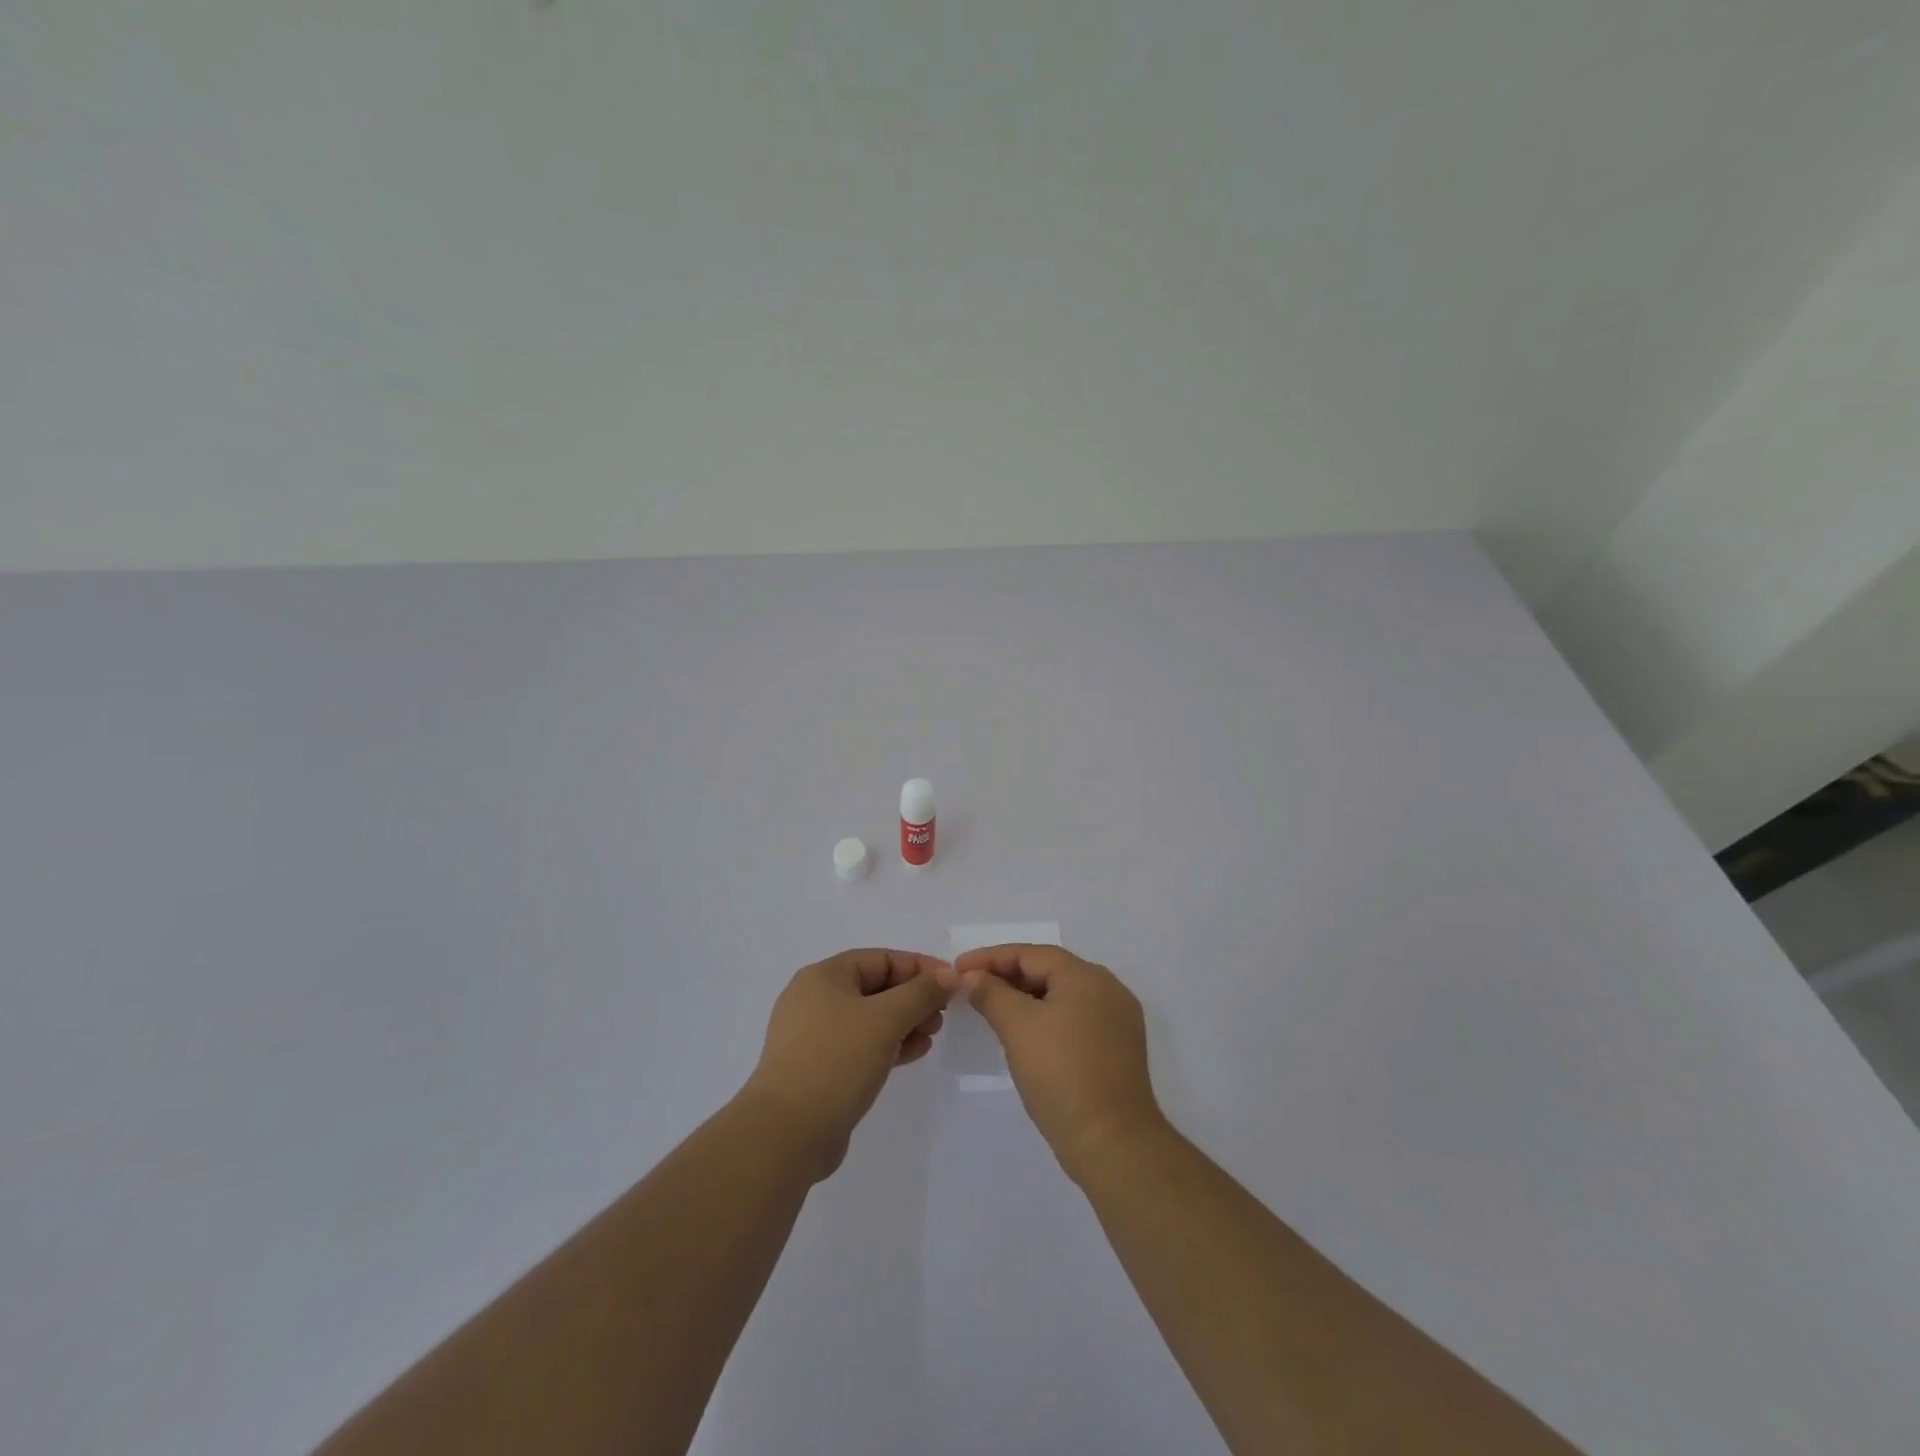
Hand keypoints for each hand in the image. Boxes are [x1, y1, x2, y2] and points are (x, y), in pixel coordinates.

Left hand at [744, 949, 951, 1180]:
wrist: (787, 1133)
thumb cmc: (836, 1061)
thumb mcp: (886, 1019)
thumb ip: (921, 993)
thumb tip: (949, 975)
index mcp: (824, 976)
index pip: (881, 958)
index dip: (919, 967)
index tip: (952, 983)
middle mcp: (815, 999)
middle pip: (875, 987)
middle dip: (913, 997)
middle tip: (943, 1014)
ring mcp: (814, 1036)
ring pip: (870, 1018)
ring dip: (904, 1022)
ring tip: (932, 1035)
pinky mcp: (818, 1068)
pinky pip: (861, 1045)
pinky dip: (889, 1045)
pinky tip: (914, 1053)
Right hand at [946, 945, 1165, 1182]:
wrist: (1112, 1143)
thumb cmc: (1062, 1074)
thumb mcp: (1018, 1027)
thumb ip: (991, 993)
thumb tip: (971, 976)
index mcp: (1087, 976)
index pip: (1031, 954)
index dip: (991, 958)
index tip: (958, 969)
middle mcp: (1108, 990)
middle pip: (1049, 971)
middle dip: (1007, 976)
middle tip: (971, 988)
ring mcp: (1117, 1021)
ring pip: (1062, 996)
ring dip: (1025, 998)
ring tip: (991, 1008)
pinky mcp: (1117, 1049)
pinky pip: (1074, 1018)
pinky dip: (1045, 1018)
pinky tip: (1024, 1033)